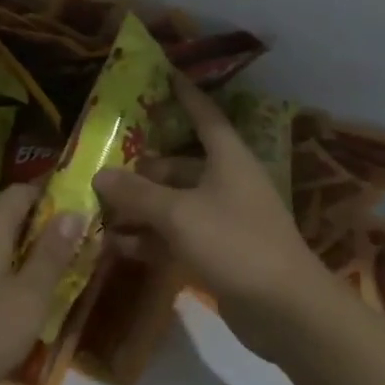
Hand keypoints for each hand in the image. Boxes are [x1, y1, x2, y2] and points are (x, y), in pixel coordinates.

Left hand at [0, 183, 84, 384]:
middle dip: (30, 230)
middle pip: (0, 216)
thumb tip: (73, 212)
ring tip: (29, 283)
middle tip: (60, 255)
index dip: (50, 195)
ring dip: (5, 255)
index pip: (23, 191)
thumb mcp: (27, 302)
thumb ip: (52, 255)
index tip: (74, 211)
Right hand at [94, 76, 331, 361]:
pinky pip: (178, 236)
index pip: (204, 115)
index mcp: (228, 158)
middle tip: (102, 170)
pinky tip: (119, 247)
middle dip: (142, 169)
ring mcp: (224, 219)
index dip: (185, 95)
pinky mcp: (219, 252)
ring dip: (141, 209)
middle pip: (179, 165)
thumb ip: (138, 194)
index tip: (165, 75)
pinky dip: (152, 239)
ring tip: (99, 213)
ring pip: (175, 204)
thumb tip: (100, 173)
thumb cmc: (234, 243)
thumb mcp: (179, 214)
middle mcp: (226, 182)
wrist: (285, 309)